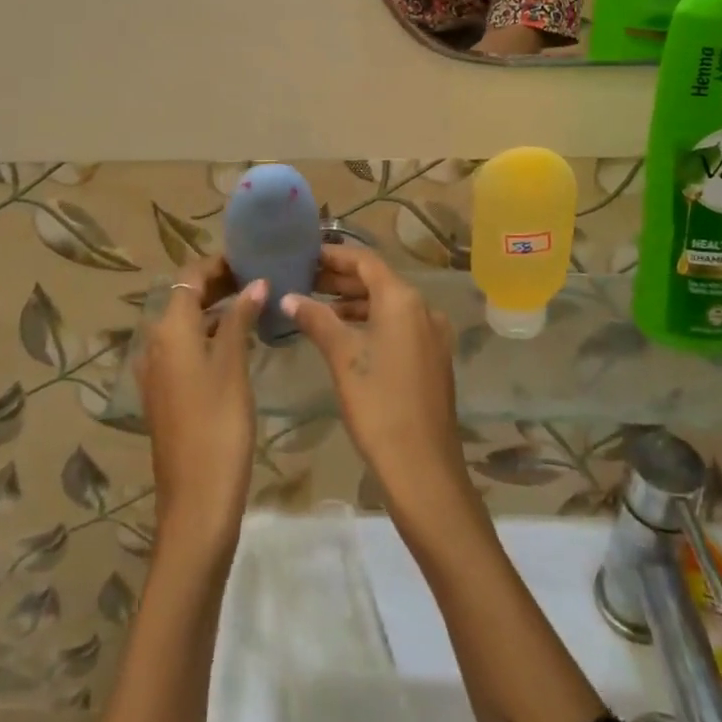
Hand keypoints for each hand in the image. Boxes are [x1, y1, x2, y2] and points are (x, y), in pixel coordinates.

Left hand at [138, 257, 261, 561]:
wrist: (196, 503)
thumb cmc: (218, 426)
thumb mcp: (233, 366)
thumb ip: (241, 318)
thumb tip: (255, 282)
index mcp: (169, 330)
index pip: (189, 277)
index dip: (218, 263)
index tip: (251, 257)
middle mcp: (156, 344)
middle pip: (184, 298)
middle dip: (219, 283)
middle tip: (260, 278)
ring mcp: (158, 372)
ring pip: (186, 324)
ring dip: (216, 309)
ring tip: (256, 303)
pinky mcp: (166, 394)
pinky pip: (186, 348)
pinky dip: (210, 335)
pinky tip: (240, 342)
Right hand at [280, 247, 478, 528]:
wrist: (423, 466)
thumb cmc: (378, 404)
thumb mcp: (342, 357)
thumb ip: (316, 319)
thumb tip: (289, 297)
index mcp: (403, 299)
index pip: (365, 261)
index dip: (334, 255)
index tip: (305, 254)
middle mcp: (423, 308)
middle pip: (377, 280)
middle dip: (340, 279)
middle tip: (302, 279)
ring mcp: (431, 334)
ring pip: (387, 305)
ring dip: (353, 303)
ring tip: (315, 306)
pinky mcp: (432, 358)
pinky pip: (397, 326)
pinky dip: (370, 322)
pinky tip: (343, 335)